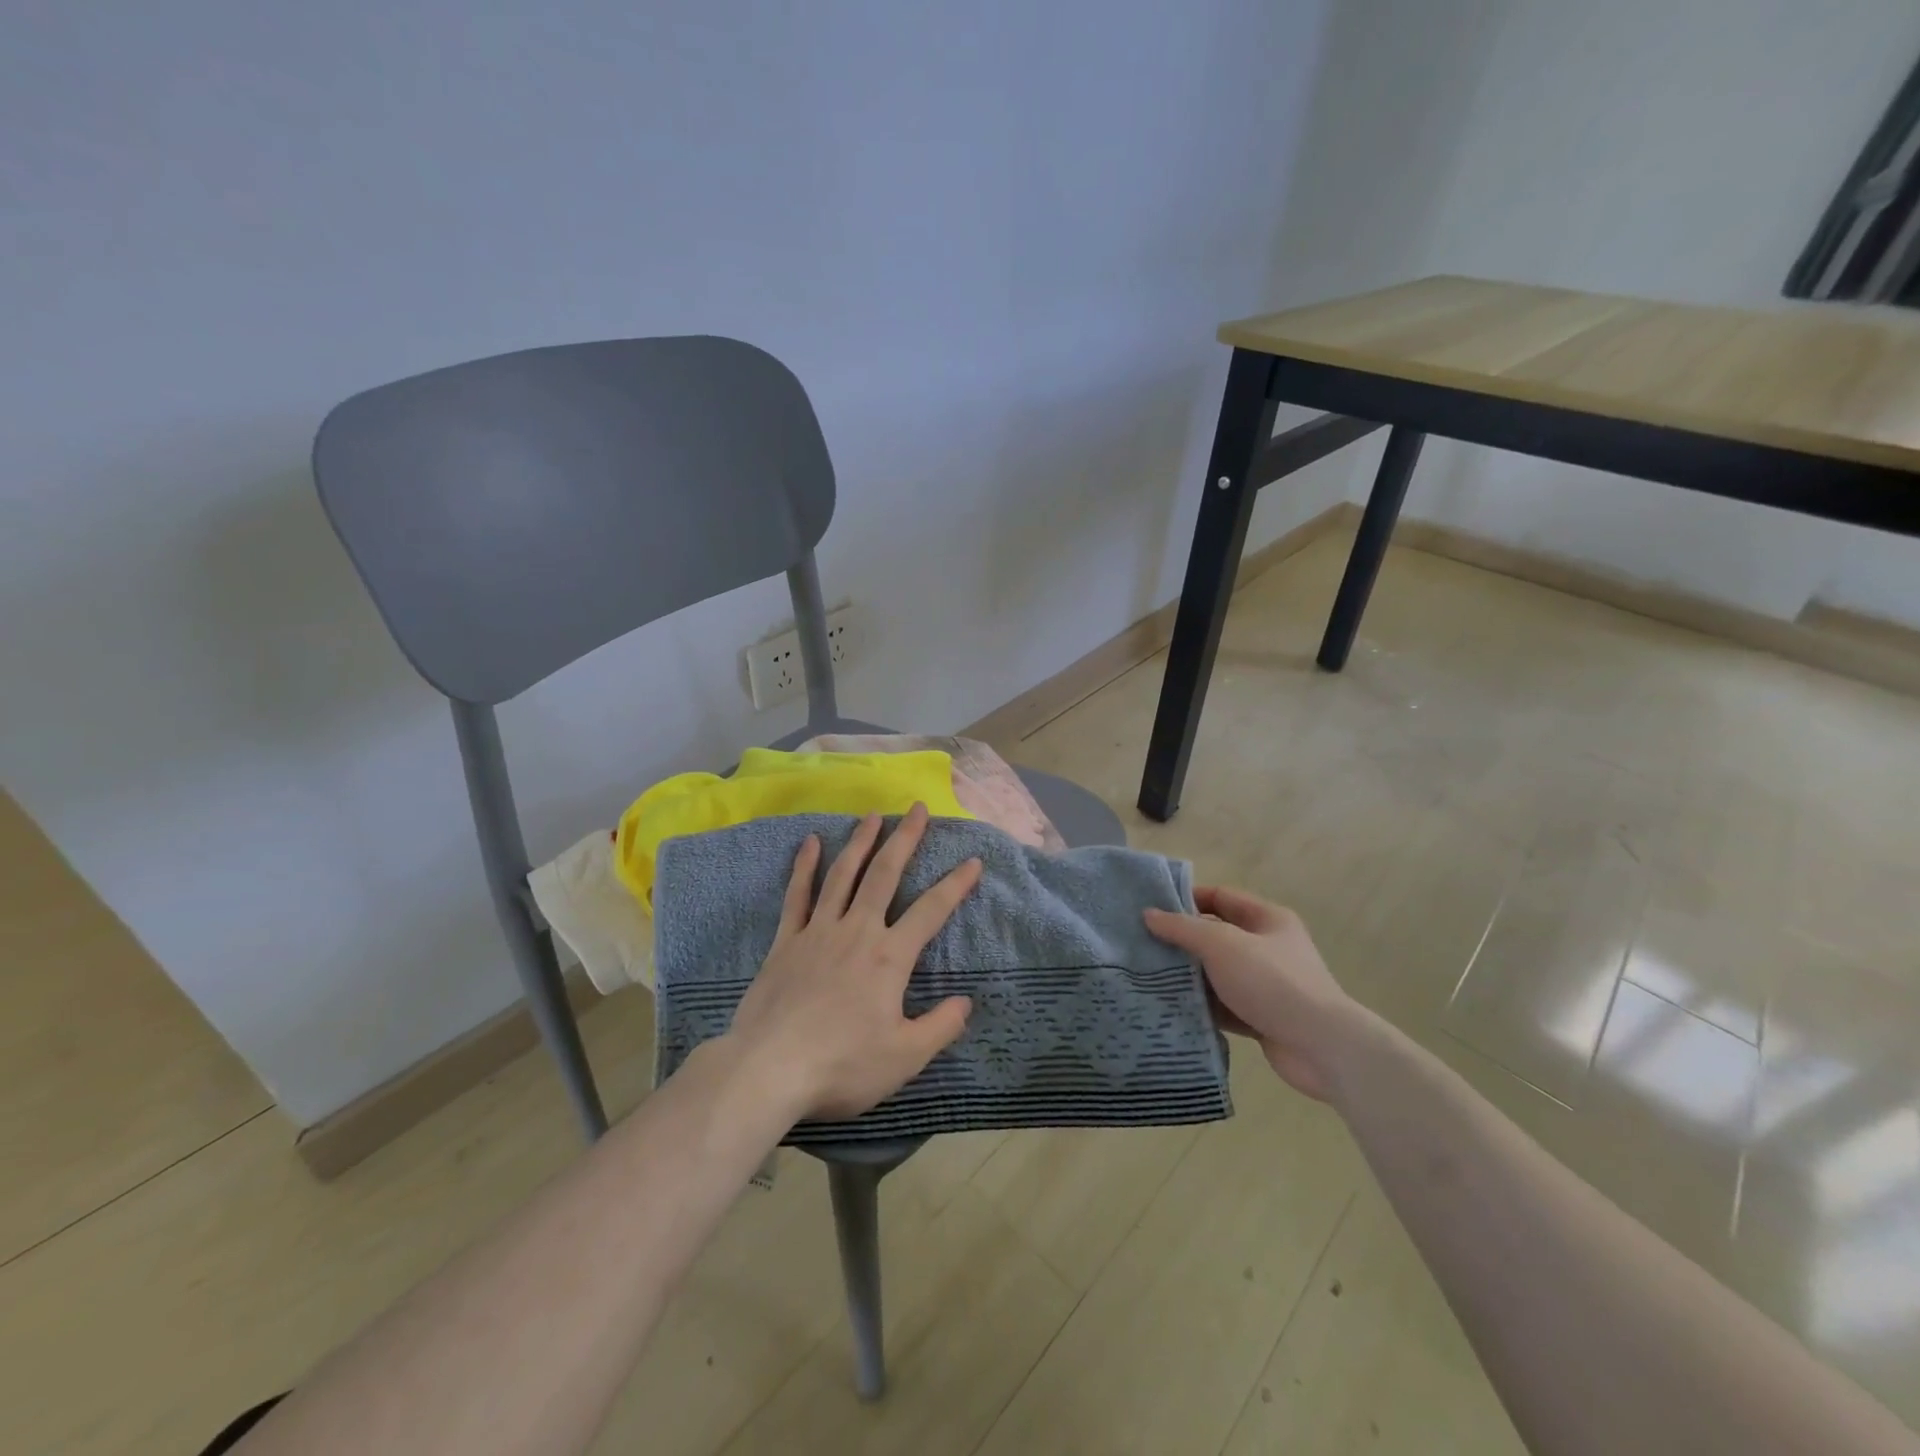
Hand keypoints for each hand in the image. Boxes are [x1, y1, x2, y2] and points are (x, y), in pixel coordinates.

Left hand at [727, 804, 980, 1121]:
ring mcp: (818, 931)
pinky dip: (804, 866)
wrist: (768, 1069)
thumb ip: (940, 1027)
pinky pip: (797, 895)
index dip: (956, 884)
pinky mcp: (786, 941)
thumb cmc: (842, 1066)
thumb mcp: (904, 1057)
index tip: (973, 861)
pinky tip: (810, 842)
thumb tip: (966, 1001)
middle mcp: (857, 931)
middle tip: (918, 808)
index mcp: (889, 957)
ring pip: (843, 874)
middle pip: (885, 874)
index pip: (931, 911)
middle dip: (905, 839)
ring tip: (873, 815)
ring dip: (861, 842)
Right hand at [1144, 886, 1361, 1100]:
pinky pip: (1223, 1005)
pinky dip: (1201, 1005)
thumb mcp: (1221, 945)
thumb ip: (1183, 928)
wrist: (1321, 1048)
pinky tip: (1171, 1007)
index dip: (1187, 899)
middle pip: (1216, 935)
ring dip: (1188, 975)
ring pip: (1217, 972)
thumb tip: (1149, 914)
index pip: (1220, 896)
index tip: (1152, 908)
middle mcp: (1268, 947)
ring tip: (1147, 976)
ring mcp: (1265, 984)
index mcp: (1267, 919)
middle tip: (1142, 944)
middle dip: (1182, 940)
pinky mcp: (1261, 1017)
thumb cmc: (1271, 982)